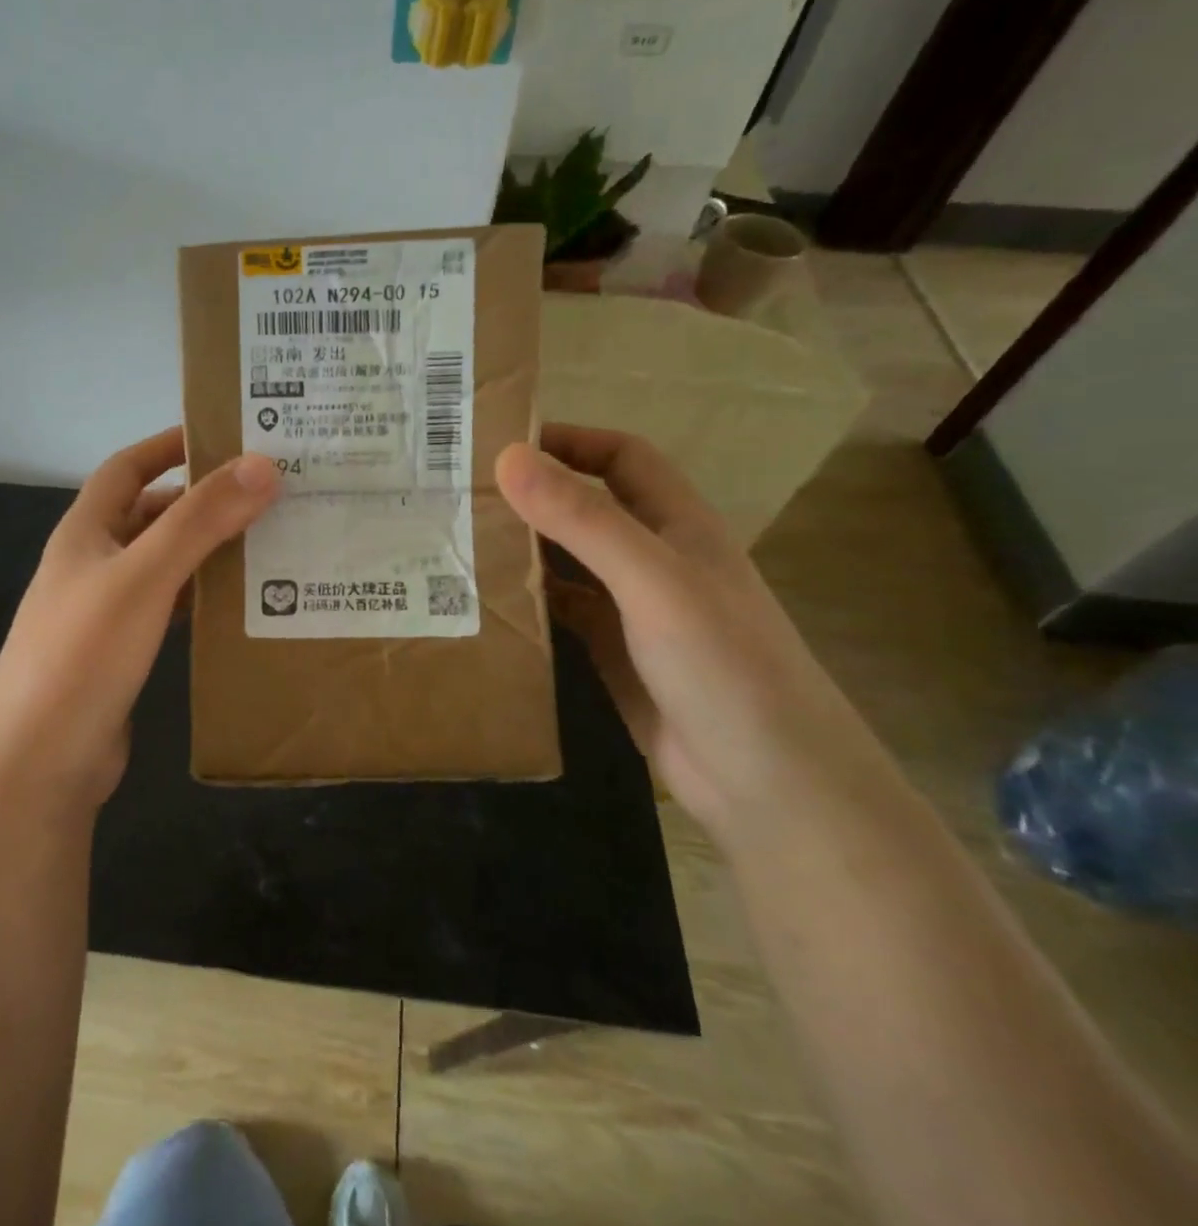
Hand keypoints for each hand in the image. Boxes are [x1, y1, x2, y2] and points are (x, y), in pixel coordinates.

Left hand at [0, 427, 278, 807]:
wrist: (38, 763)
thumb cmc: (83, 655)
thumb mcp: (143, 577)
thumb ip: (200, 521)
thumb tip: (262, 465)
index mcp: (85, 533)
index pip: (127, 468)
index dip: (168, 445)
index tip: (224, 435)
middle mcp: (92, 564)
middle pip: (151, 515)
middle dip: (201, 500)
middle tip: (266, 493)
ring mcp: (106, 611)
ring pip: (164, 563)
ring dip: (207, 549)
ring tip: (268, 540)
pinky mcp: (122, 653)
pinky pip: (169, 608)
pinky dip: (201, 596)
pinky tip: (241, 602)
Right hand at [496, 424, 886, 843]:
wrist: (768, 783)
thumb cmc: (722, 665)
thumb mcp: (651, 580)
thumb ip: (583, 519)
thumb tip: (509, 457)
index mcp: (677, 525)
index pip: (622, 458)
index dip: (571, 441)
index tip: (502, 443)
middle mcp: (653, 559)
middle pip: (587, 507)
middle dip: (532, 495)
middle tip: (460, 493)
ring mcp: (632, 609)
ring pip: (568, 561)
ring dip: (523, 548)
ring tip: (457, 541)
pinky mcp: (612, 653)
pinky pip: (561, 611)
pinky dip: (527, 599)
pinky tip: (485, 601)